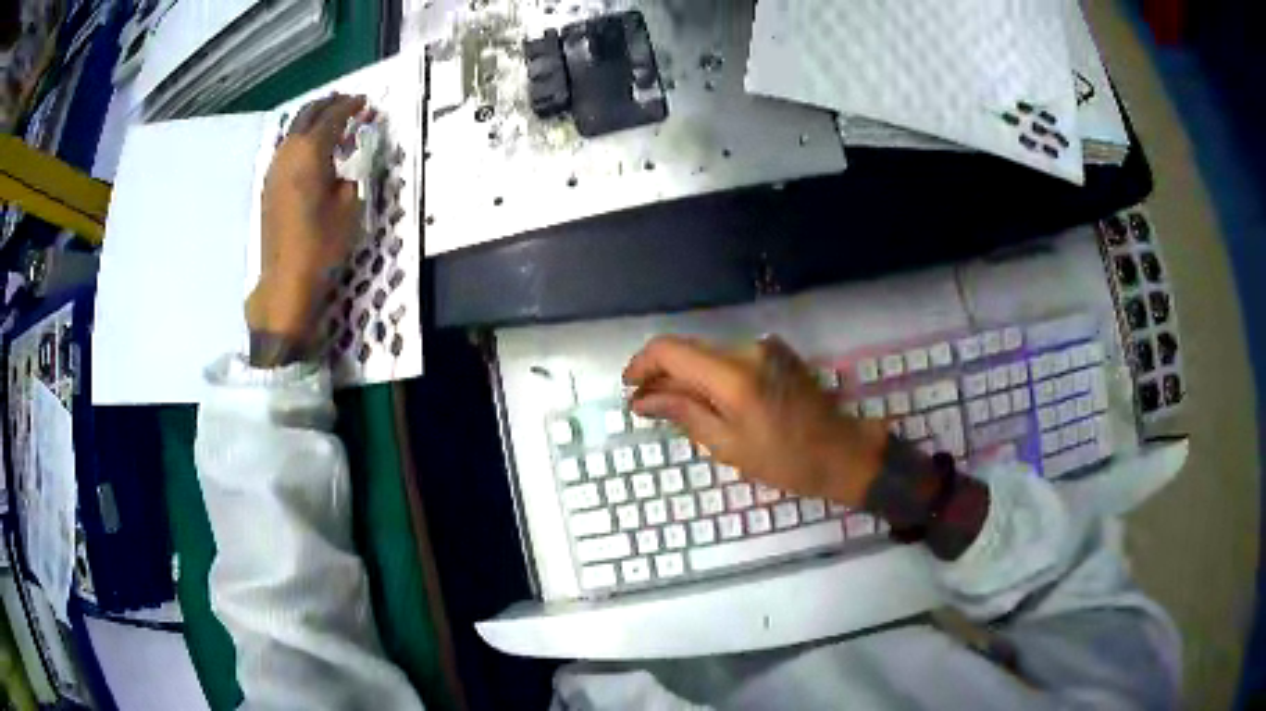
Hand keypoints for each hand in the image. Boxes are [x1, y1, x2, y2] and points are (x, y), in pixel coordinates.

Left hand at [246, 93, 367, 365]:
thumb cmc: (322, 243)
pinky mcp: (268, 187)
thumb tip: (338, 174)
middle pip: (307, 116)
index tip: (364, 101)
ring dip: (311, 121)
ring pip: (293, 132)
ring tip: (329, 122)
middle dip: (327, 105)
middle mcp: (289, 153)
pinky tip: (309, 151)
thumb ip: (346, 180)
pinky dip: (300, 141)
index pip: (333, 117)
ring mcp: (275, 169)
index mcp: (311, 152)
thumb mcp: (349, 208)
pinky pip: (286, 150)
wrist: (285, 279)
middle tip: (346, 103)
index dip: (350, 106)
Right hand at [623, 335, 890, 506]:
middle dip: (662, 374)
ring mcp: (764, 346)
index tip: (630, 389)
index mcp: (734, 375)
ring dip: (687, 375)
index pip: (670, 350)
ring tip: (678, 409)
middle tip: (648, 407)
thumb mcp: (728, 445)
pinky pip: (729, 356)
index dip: (642, 365)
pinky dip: (711, 374)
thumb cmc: (786, 461)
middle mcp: (747, 349)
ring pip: (707, 353)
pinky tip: (709, 400)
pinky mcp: (775, 351)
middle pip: (687, 349)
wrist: (843, 452)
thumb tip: (642, 400)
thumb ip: (683, 413)